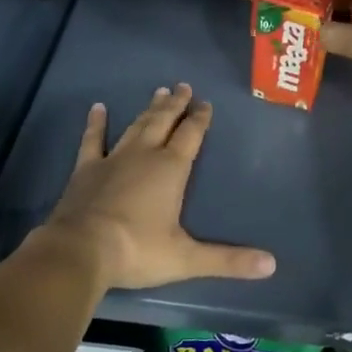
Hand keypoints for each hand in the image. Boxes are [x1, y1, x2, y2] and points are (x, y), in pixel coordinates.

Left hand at [39, 84, 275, 290]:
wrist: (80, 252)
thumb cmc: (137, 251)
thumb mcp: (186, 259)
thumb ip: (228, 260)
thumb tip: (271, 265)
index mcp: (171, 169)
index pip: (191, 135)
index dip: (200, 118)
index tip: (206, 103)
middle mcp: (145, 155)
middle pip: (164, 122)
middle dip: (176, 104)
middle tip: (183, 86)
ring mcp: (113, 159)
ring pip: (136, 126)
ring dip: (149, 110)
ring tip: (159, 92)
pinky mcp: (86, 170)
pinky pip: (92, 140)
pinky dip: (96, 124)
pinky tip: (98, 108)